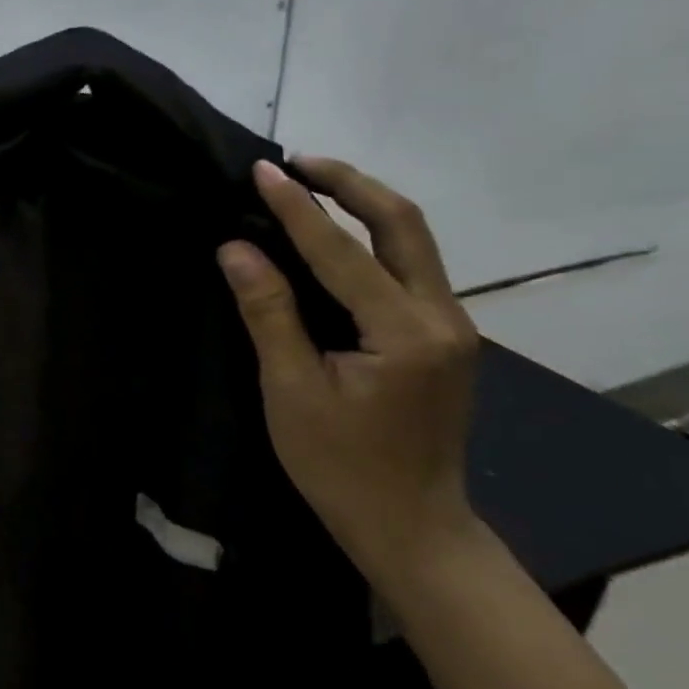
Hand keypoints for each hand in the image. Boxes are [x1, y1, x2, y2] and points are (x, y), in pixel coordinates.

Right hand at [217, 156, 481, 597]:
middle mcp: (443, 317)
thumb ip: (268, 313)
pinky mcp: (444, 338)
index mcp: (406, 332)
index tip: (263, 169)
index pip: (342, 251)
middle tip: (297, 162)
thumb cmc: (340, 467)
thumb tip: (236, 248)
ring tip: (312, 186)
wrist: (411, 526)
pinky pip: (410, 268)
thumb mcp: (291, 390)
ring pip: (414, 242)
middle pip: (404, 224)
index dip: (298, 207)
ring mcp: (452, 326)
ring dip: (365, 205)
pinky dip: (372, 239)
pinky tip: (337, 238)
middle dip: (350, 184)